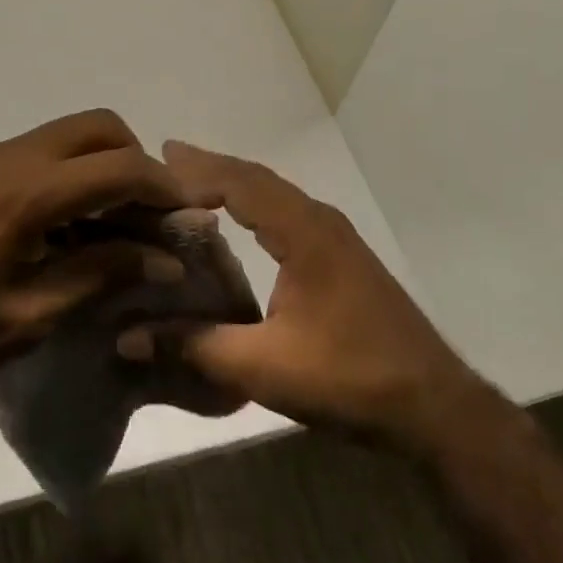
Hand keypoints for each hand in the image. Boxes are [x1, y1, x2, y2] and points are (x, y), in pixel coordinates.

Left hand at [0, 110, 188, 413]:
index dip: (165, 188)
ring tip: (109, 226)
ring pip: (68, 134)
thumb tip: (162, 258)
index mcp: (29, 193)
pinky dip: (69, 173)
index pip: (121, 167)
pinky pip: (39, 151)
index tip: (188, 218)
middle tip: (146, 216)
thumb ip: (99, 277)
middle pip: (100, 126)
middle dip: (137, 160)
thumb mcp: (26, 317)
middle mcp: (13, 157)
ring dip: (102, 166)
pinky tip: (61, 228)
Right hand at [132, 141, 484, 452]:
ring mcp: (335, 237)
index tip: (154, 164)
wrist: (434, 404)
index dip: (197, 171)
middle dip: (210, 166)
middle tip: (164, 158)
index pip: (241, 183)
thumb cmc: (350, 378)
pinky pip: (286, 212)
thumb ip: (196, 347)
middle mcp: (320, 221)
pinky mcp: (341, 256)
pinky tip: (237, 220)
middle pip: (257, 178)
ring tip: (190, 180)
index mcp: (304, 232)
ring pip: (274, 193)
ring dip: (232, 182)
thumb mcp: (264, 367)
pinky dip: (252, 203)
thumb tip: (128, 337)